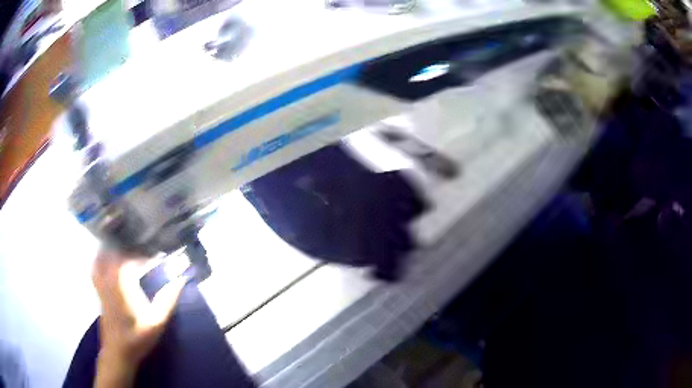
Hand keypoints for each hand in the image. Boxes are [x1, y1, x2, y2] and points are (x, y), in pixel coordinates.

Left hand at [92, 249, 186, 387]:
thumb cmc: (138, 337)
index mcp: (124, 283)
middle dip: (131, 251)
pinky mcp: (98, 290)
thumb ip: (168, 300)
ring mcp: (101, 283)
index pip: (134, 259)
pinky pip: (96, 267)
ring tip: (127, 251)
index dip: (146, 256)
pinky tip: (107, 261)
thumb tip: (181, 280)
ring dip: (115, 251)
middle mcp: (110, 278)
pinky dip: (101, 260)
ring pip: (104, 257)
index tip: (158, 257)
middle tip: (144, 254)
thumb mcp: (157, 322)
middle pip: (118, 253)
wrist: (118, 352)